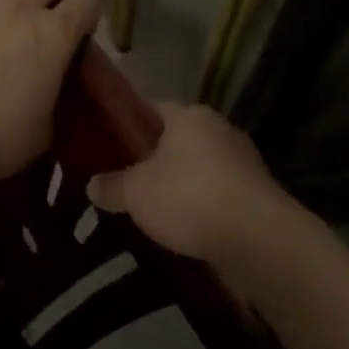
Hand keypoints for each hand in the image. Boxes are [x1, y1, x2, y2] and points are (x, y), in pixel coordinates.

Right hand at [87, 103, 296, 266]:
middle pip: (176, 140)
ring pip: (199, 168)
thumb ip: (112, 186)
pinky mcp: (255, 193)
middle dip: (154, 160)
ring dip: (180, 186)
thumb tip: (92, 184)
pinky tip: (185, 229)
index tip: (108, 147)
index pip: (151, 109)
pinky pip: (217, 194)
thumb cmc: (189, 197)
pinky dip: (202, 207)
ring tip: (153, 212)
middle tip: (125, 183)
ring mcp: (241, 160)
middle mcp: (218, 128)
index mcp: (189, 115)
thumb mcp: (137, 193)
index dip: (128, 127)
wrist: (257, 238)